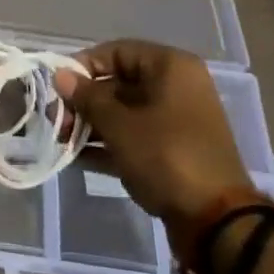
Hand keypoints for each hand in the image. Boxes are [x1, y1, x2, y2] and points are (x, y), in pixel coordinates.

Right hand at [54, 40, 255, 250]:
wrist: (216, 222)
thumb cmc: (165, 155)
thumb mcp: (119, 124)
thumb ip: (87, 97)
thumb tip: (61, 75)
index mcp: (170, 67)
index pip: (117, 51)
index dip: (85, 65)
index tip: (58, 86)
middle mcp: (177, 87)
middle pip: (120, 83)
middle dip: (85, 101)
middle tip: (57, 119)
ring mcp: (177, 122)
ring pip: (126, 113)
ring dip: (93, 124)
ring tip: (63, 139)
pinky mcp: (174, 152)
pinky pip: (136, 137)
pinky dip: (110, 144)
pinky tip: (78, 157)